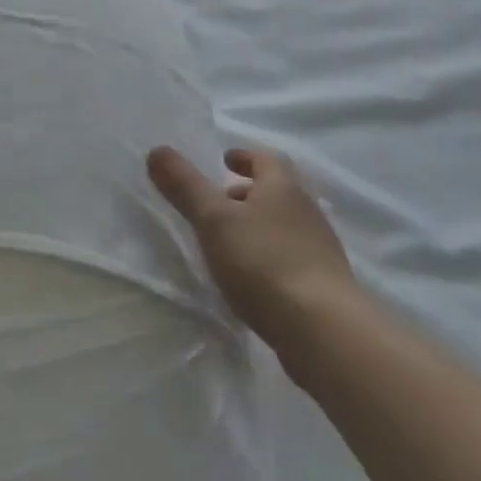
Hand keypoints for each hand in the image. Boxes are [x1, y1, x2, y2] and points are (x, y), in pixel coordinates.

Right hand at [147, 144, 354, 347]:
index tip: (224, 161)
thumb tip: (157, 150)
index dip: (244, 157)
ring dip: (258, 224)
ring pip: (284, 224)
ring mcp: (319, 249)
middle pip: (277, 191)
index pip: (265, 159)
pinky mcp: (323, 284)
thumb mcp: (213, 219)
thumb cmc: (263, 262)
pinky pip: (290, 255)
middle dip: (248, 191)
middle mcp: (307, 211)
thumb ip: (185, 185)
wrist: (324, 330)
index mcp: (283, 188)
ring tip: (229, 239)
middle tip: (219, 200)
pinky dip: (268, 254)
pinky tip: (250, 274)